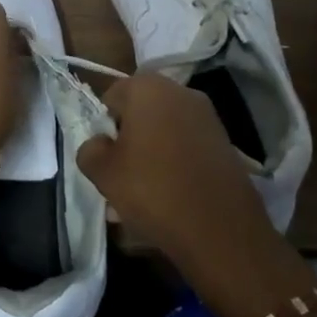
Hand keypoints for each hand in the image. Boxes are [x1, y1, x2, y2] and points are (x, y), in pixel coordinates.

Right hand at [75, 73, 279, 274]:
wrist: (220, 229)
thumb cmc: (152, 190)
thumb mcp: (102, 172)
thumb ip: (89, 149)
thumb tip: (100, 144)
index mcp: (149, 88)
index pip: (113, 95)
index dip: (103, 125)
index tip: (105, 155)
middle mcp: (182, 92)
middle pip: (142, 110)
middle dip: (129, 136)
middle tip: (122, 171)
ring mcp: (209, 117)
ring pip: (166, 129)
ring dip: (152, 150)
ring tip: (146, 188)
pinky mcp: (226, 143)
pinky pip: (188, 145)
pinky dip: (176, 161)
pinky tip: (172, 193)